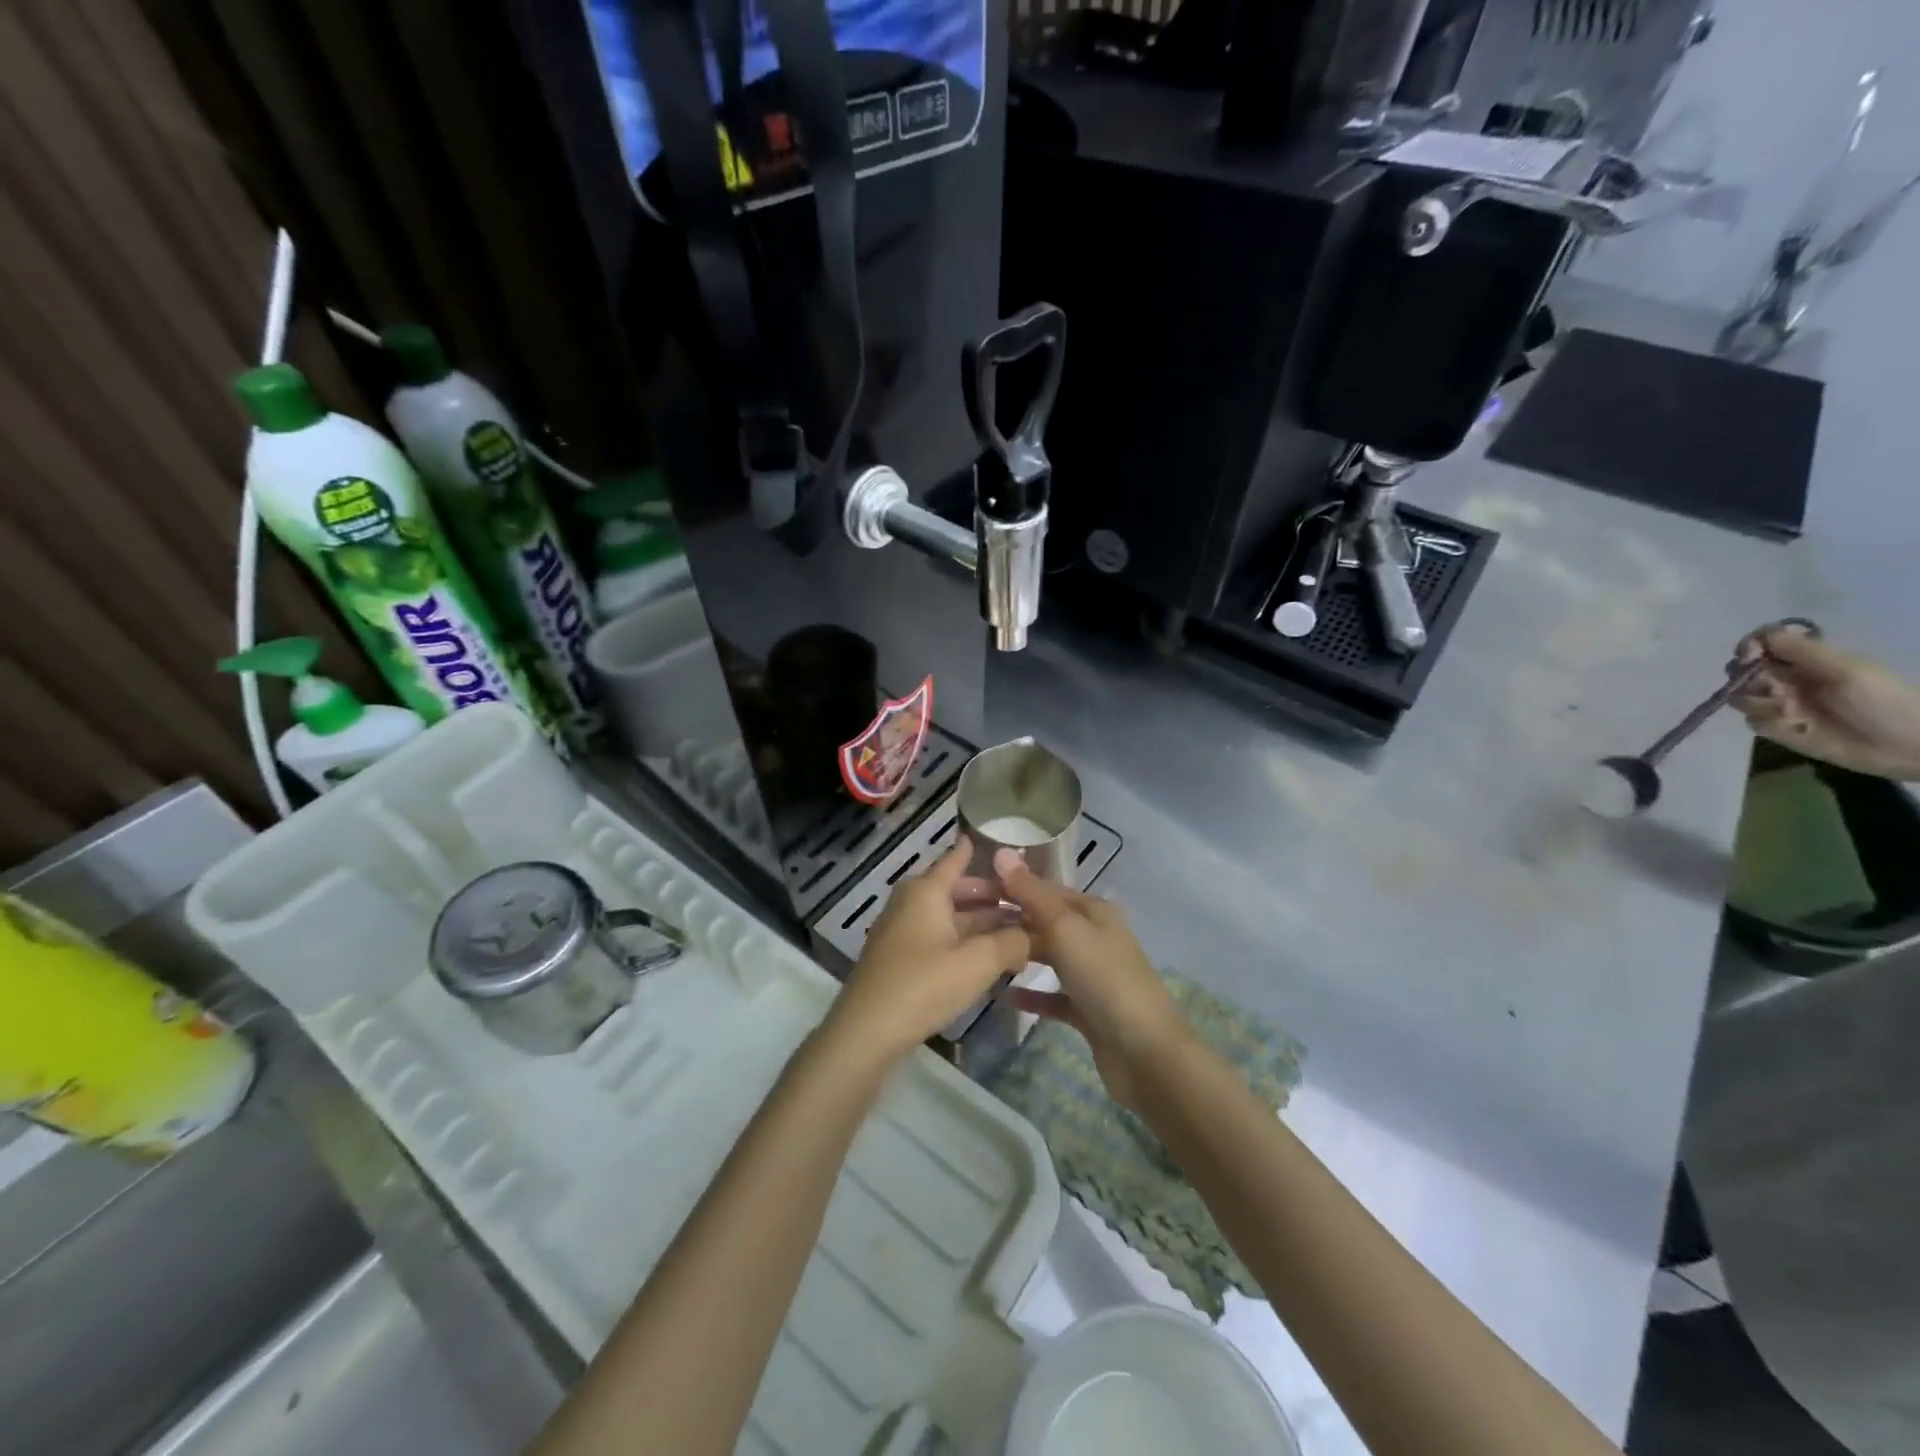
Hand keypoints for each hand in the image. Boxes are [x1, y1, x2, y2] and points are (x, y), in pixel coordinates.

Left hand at [824, 837, 1029, 1067]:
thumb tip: (1035, 933)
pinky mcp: (898, 958)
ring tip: (1017, 933)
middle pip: (956, 890)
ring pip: (949, 917)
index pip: (956, 858)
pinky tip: (987, 958)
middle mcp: (911, 902)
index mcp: (926, 891)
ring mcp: (901, 931)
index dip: (980, 851)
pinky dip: (963, 942)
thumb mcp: (978, 963)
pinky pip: (938, 938)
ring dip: (981, 924)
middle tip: (1026, 903)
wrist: (866, 1033)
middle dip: (991, 897)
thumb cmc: (923, 985)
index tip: (1004, 847)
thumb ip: (1012, 943)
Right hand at [991, 850, 1187, 1108]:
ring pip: (1049, 957)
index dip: (1013, 886)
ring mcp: (1092, 974)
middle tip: (967, 925)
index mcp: (1094, 910)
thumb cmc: (1104, 978)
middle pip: (1046, 922)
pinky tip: (1002, 996)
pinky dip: (1031, 994)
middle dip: (1012, 921)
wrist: (1144, 1051)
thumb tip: (1001, 852)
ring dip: (1019, 955)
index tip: (972, 890)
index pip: (1046, 889)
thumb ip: (1030, 893)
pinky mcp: (1088, 1009)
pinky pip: (1053, 995)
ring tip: (980, 955)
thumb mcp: (1064, 928)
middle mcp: (1095, 936)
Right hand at [1732, 626, 1919, 780]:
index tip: (1749, 655)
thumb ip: (1804, 651)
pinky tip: (1792, 727)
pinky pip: (1752, 721)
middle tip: (1770, 688)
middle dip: (1746, 677)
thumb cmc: (1882, 703)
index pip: (1764, 642)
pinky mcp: (1777, 728)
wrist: (1903, 746)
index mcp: (1807, 660)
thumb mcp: (1847, 671)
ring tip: (1788, 712)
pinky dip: (1768, 723)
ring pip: (1741, 696)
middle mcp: (1788, 679)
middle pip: (1742, 669)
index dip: (1750, 645)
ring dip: (1758, 702)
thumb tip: (1763, 634)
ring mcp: (1780, 704)